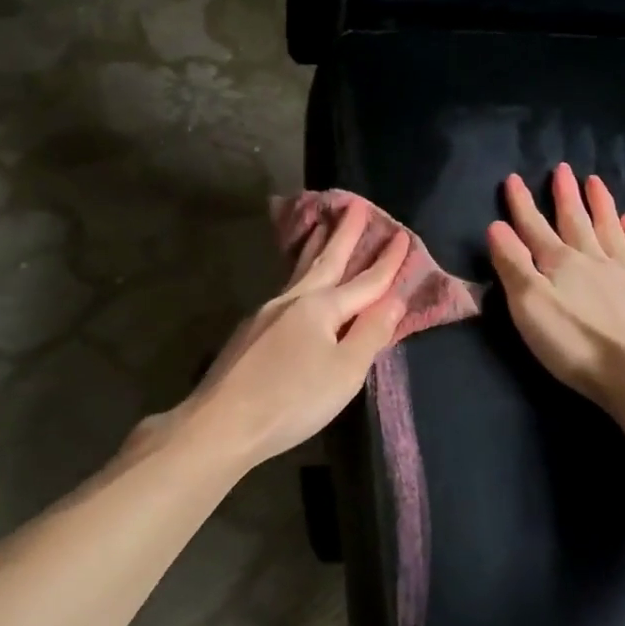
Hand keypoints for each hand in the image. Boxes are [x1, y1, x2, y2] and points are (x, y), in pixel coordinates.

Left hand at [156, 198, 408, 468]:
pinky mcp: (251, 331)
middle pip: (325, 261)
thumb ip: (371, 333)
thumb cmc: (293, 400)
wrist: (222, 422)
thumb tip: (394, 300)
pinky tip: (298, 281)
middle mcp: (293, 300)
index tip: (402, 233)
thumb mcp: (345, 371)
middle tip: (356, 203)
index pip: (365, 281)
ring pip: (300, 272)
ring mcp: (266, 313)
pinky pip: (286, 289)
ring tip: (322, 226)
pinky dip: (299, 274)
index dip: (387, 261)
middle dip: (344, 234)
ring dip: (316, 248)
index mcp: (320, 307)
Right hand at [487, 164, 624, 409]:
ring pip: (610, 230)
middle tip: (563, 169)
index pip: (534, 227)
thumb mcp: (528, 306)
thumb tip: (497, 226)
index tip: (514, 178)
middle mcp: (593, 259)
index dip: (522, 204)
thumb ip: (513, 264)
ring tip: (596, 182)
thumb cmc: (572, 343)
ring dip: (601, 205)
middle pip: (575, 221)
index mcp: (560, 263)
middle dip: (565, 195)